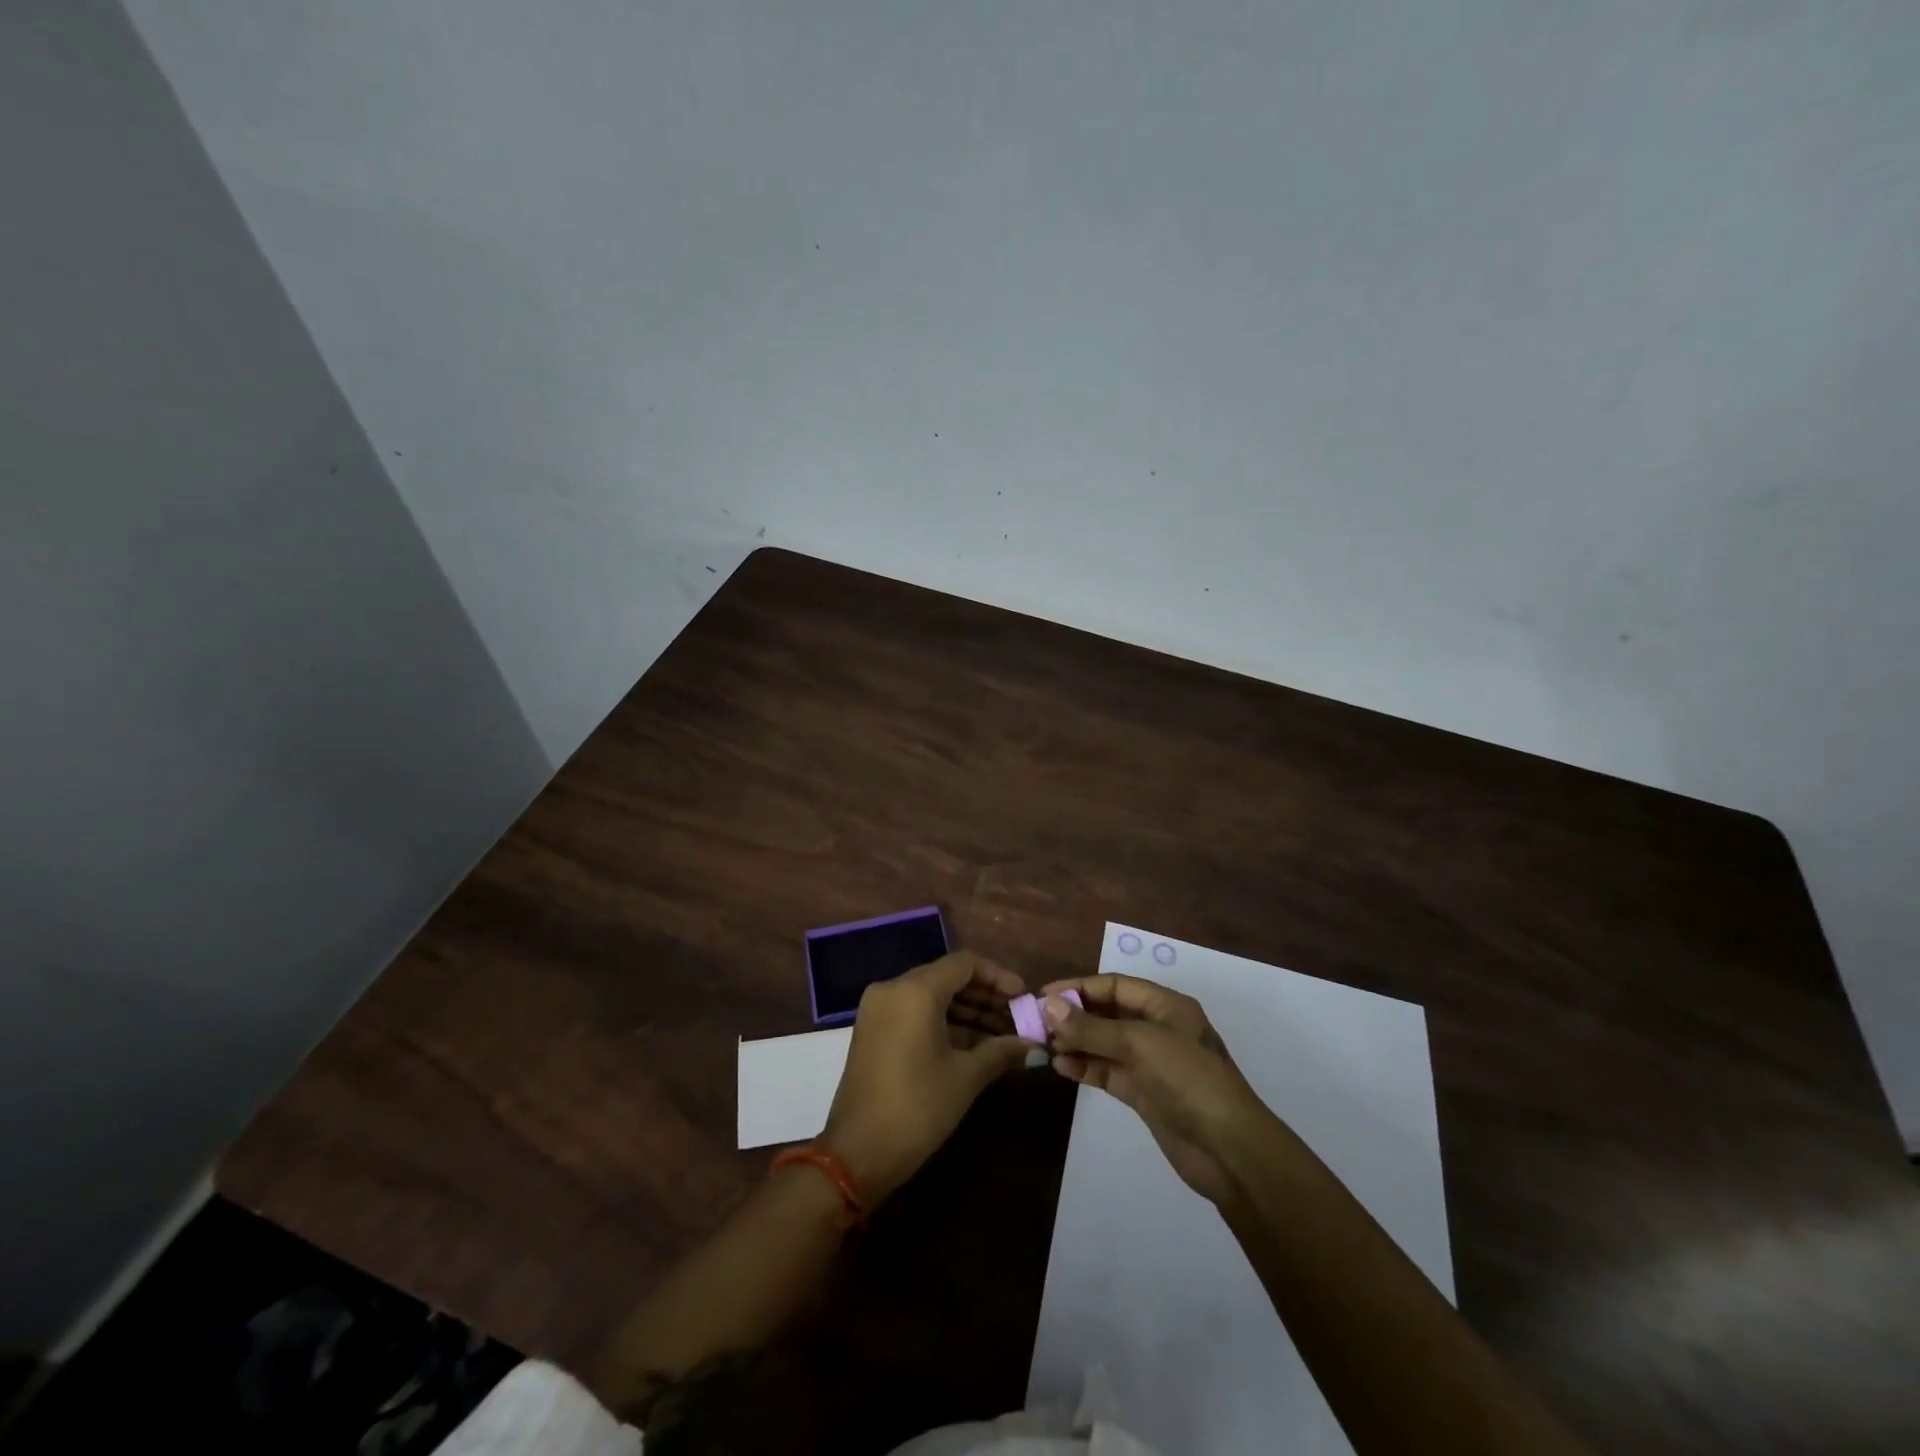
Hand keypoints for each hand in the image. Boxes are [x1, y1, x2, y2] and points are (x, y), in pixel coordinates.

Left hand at [819, 951, 1032, 1202]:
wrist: (857, 1154)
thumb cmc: (917, 1108)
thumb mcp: (965, 1078)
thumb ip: (1001, 1051)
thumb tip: (1032, 1045)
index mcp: (915, 990)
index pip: (965, 964)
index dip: (998, 977)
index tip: (1023, 998)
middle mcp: (893, 988)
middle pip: (948, 977)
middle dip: (985, 996)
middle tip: (1018, 1019)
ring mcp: (879, 1009)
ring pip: (932, 995)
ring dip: (967, 1011)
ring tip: (1003, 1035)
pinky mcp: (873, 1030)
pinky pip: (915, 1012)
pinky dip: (944, 1022)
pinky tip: (974, 1044)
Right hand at [1041, 974, 1272, 1203]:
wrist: (1230, 1149)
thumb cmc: (1189, 1080)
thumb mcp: (1139, 1044)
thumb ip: (1092, 1027)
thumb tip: (1049, 1007)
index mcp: (1165, 1005)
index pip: (1114, 986)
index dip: (1079, 988)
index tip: (1043, 996)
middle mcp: (1157, 1028)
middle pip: (1107, 1012)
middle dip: (1074, 1016)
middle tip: (1037, 1023)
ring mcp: (1150, 1062)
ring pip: (1104, 1043)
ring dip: (1076, 1042)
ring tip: (1044, 1047)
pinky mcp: (1144, 1093)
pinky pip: (1108, 1071)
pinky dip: (1085, 1067)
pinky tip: (1062, 1068)